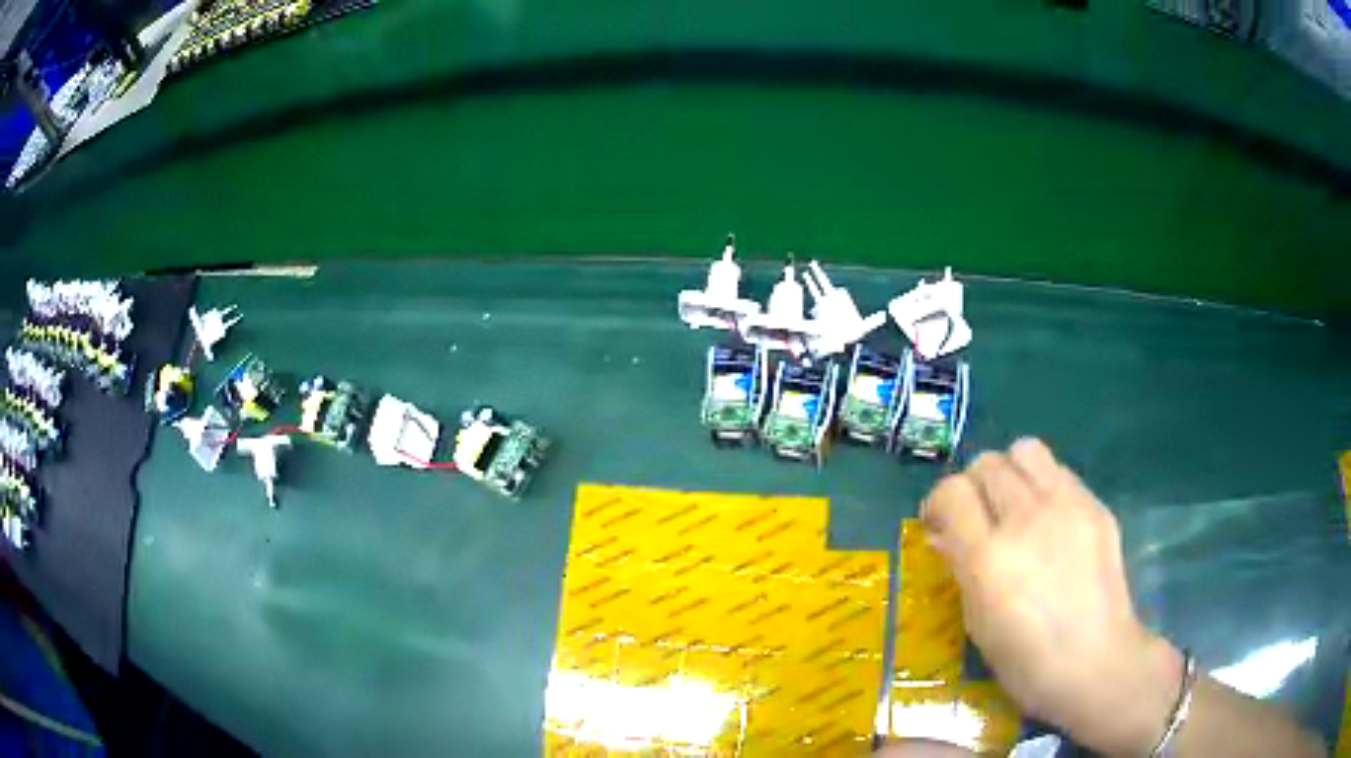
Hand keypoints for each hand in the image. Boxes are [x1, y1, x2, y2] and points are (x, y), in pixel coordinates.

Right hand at [921, 439, 1180, 755]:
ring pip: (1026, 450)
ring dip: (1011, 472)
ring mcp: (1066, 506)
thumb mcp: (978, 622)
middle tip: (978, 516)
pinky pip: (1060, 472)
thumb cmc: (1026, 660)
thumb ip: (961, 568)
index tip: (940, 524)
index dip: (939, 503)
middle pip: (987, 463)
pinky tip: (1051, 522)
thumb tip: (944, 536)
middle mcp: (1026, 519)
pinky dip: (1045, 486)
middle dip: (973, 485)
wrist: (1096, 662)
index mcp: (989, 557)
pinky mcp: (1095, 505)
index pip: (951, 492)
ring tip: (1014, 504)